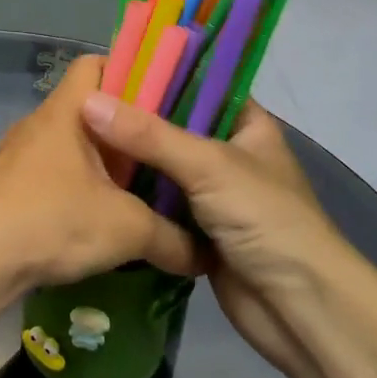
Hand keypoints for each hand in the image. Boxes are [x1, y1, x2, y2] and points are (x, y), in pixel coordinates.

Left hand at [0, 55, 202, 291]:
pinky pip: (47, 173)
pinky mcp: (3, 185)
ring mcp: (15, 154)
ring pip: (66, 144)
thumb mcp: (125, 229)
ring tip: (131, 190)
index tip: (160, 99)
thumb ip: (171, 238)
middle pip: (85, 108)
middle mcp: (37, 124)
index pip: (95, 64)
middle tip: (158, 152)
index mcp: (66, 112)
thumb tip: (204, 255)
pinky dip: (72, 186)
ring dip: (96, 162)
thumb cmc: (52, 220)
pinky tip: (90, 218)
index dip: (128, 72)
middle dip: (122, 128)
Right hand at [80, 94, 357, 377]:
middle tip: (82, 103)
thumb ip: (149, 135)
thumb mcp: (208, 165)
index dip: (159, 74)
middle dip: (134, 120)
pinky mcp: (196, 231)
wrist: (298, 308)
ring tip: (77, 136)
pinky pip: (157, 204)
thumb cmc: (265, 219)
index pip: (200, 85)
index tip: (109, 69)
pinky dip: (133, 197)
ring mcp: (213, 194)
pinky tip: (94, 181)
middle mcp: (229, 153)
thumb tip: (88, 102)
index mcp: (247, 125)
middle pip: (174, 127)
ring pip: (162, 167)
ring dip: (129, 160)